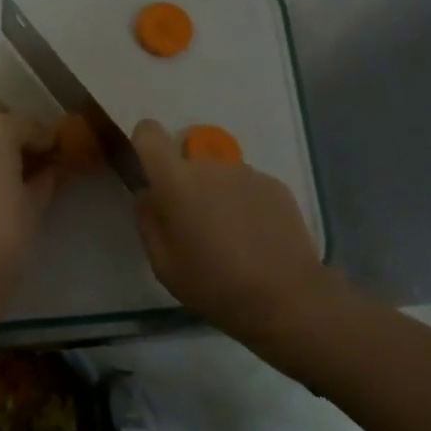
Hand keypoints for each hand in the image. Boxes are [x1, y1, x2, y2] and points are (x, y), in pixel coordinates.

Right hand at [132, 119, 329, 332]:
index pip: (149, 133)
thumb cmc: (213, 284)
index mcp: (176, 180)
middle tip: (195, 228)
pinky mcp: (275, 185)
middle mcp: (210, 165)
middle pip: (187, 162)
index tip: (150, 175)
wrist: (285, 297)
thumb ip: (148, 220)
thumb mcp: (162, 263)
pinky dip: (245, 205)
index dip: (145, 146)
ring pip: (219, 177)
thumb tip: (148, 194)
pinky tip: (255, 240)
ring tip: (230, 240)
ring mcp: (247, 173)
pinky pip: (247, 187)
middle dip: (186, 187)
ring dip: (217, 197)